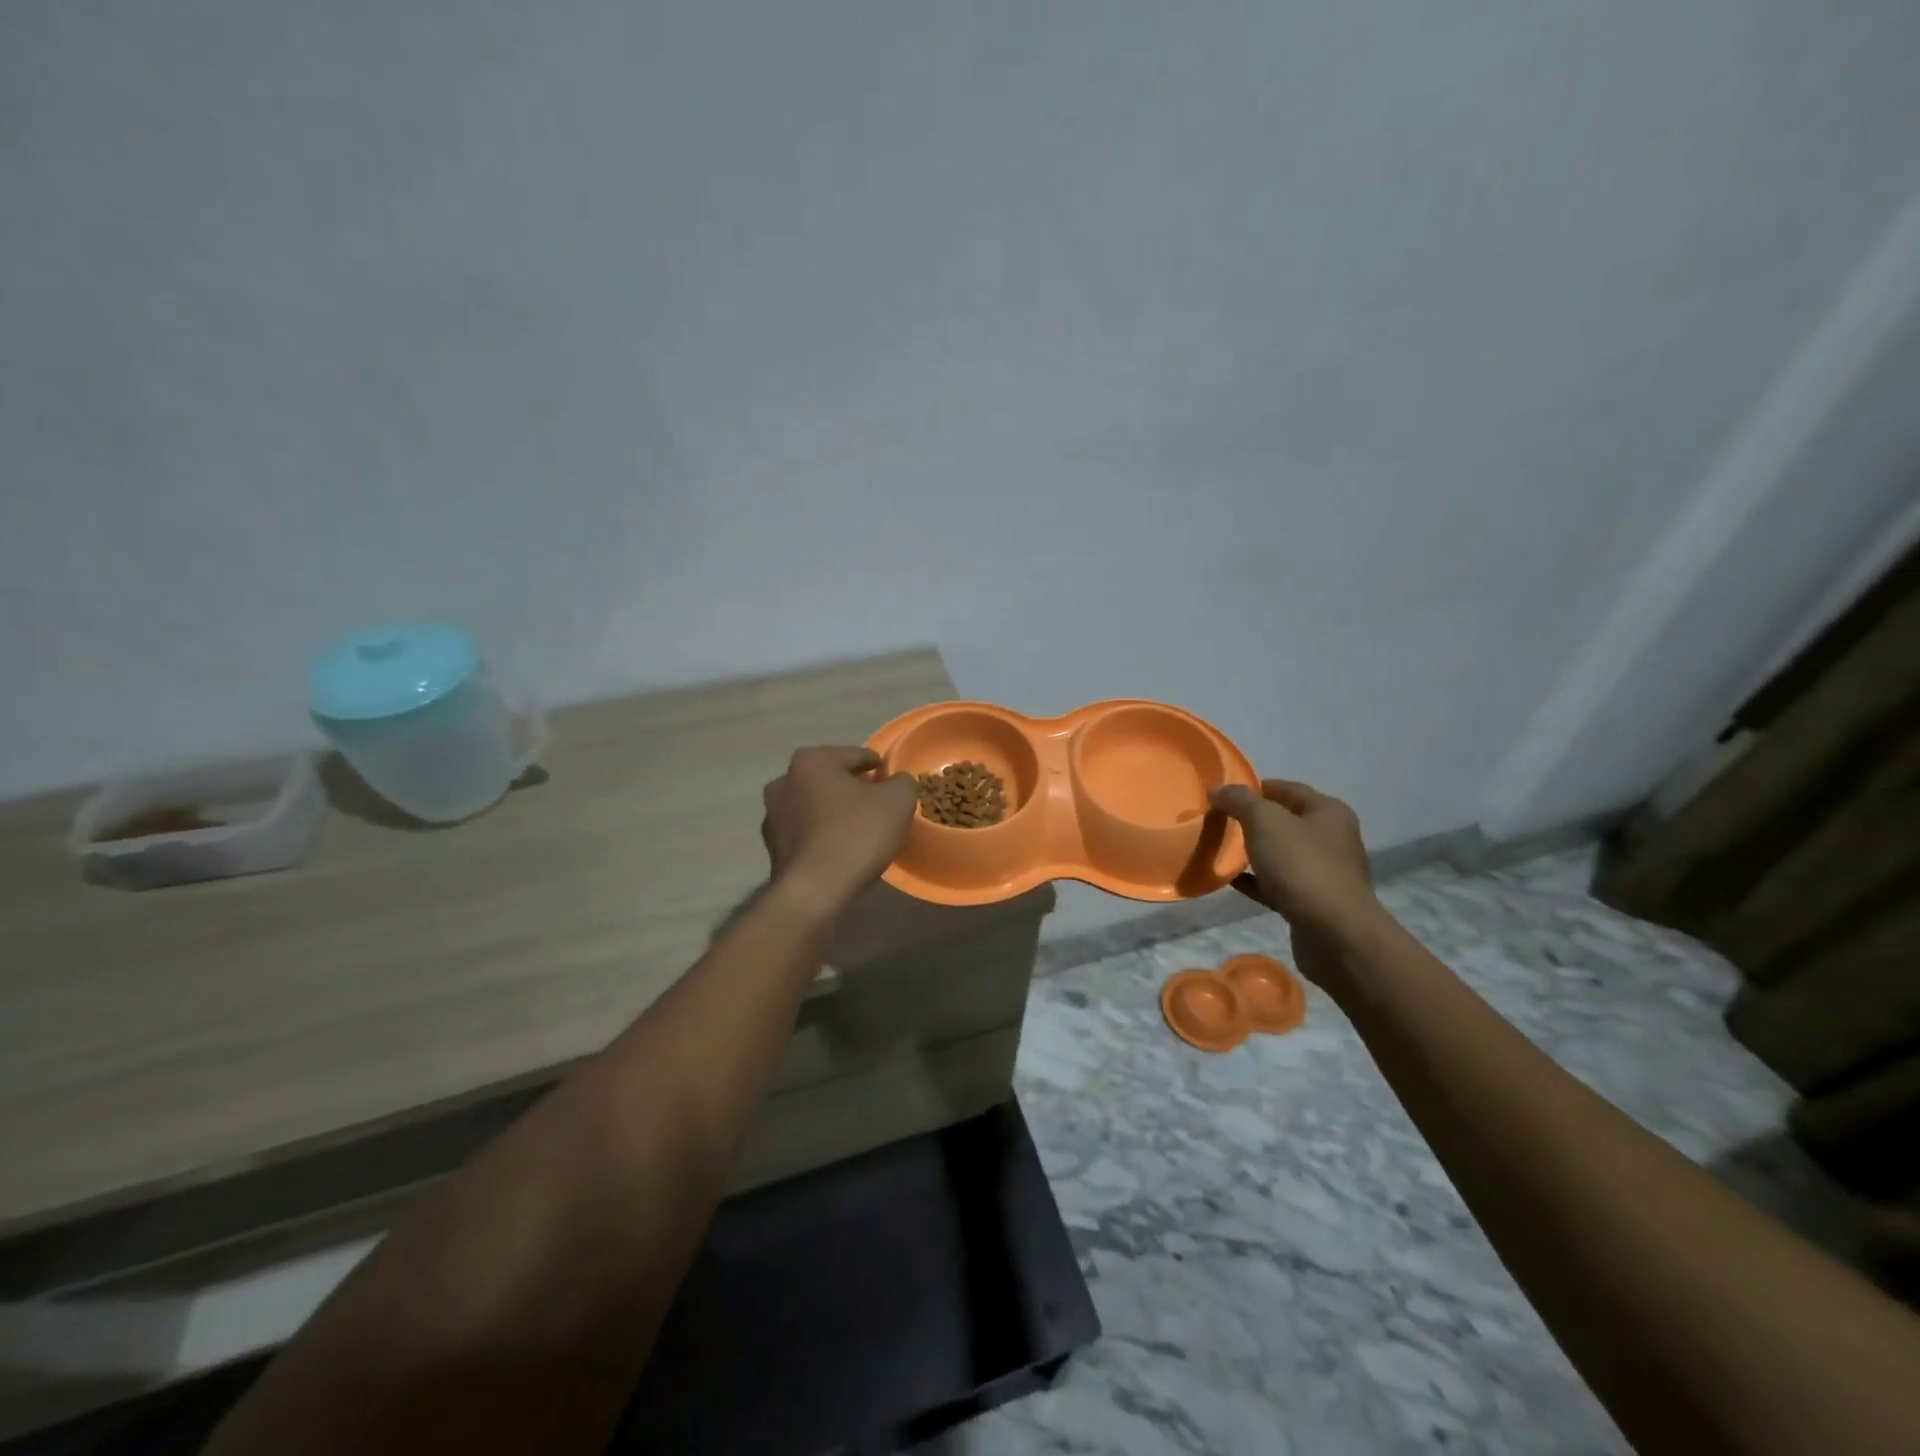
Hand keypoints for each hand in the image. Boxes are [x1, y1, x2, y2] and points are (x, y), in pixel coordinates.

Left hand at [761, 746, 918, 912]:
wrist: (814, 891)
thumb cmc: (856, 834)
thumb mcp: (897, 801)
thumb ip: (902, 782)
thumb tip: (897, 782)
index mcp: (812, 761)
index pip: (855, 755)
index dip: (877, 766)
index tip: (891, 780)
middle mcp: (784, 781)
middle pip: (830, 779)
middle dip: (852, 788)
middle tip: (877, 805)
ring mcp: (772, 815)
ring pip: (814, 805)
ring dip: (833, 811)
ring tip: (859, 829)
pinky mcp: (771, 846)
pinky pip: (805, 832)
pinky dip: (821, 834)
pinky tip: (839, 849)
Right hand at [1209, 778, 1381, 985]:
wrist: (1334, 934)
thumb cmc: (1302, 867)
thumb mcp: (1265, 822)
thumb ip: (1240, 801)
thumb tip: (1218, 789)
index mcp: (1328, 812)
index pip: (1286, 788)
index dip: (1254, 788)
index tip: (1223, 794)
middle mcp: (1331, 838)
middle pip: (1284, 821)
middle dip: (1251, 820)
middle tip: (1217, 820)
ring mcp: (1323, 872)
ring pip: (1280, 854)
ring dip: (1252, 851)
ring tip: (1219, 849)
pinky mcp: (1312, 902)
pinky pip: (1277, 883)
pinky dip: (1255, 880)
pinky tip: (1230, 880)